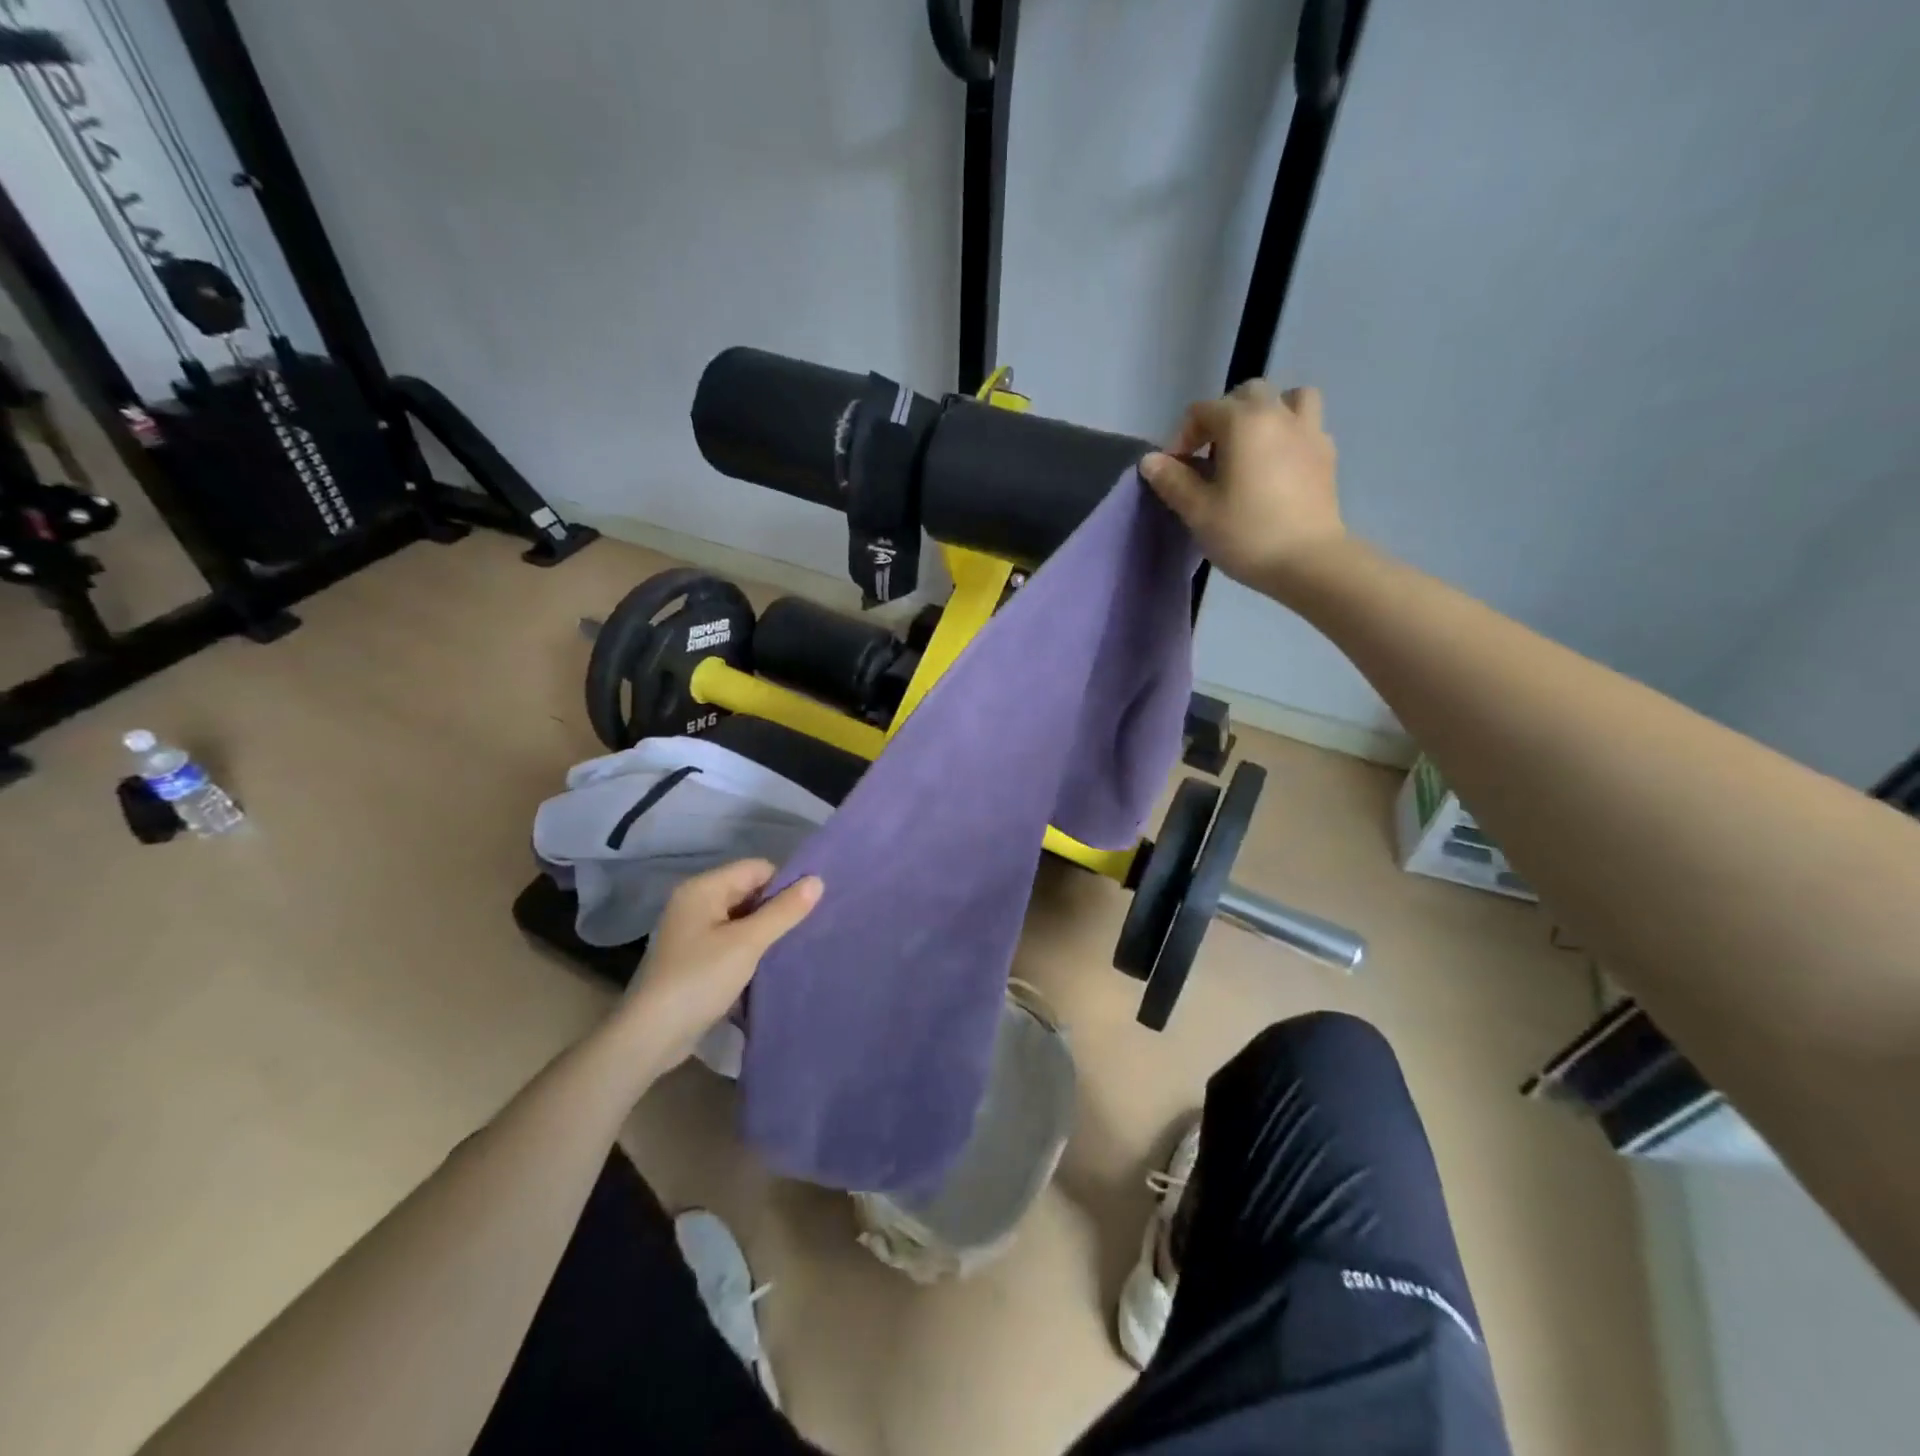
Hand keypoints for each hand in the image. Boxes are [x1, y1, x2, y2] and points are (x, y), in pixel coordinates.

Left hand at [612, 860, 821, 1073]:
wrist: (651, 1036)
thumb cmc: (699, 979)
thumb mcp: (748, 943)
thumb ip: (784, 911)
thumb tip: (818, 880)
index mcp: (703, 888)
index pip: (756, 868)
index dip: (784, 884)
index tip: (809, 909)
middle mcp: (695, 902)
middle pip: (748, 890)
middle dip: (776, 907)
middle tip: (806, 928)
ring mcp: (692, 931)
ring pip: (741, 917)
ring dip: (765, 930)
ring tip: (792, 946)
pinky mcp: (694, 957)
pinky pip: (731, 939)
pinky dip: (750, 947)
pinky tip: (768, 963)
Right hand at [1139, 380, 1344, 591]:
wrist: (1308, 561)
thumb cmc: (1246, 534)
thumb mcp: (1198, 511)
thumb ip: (1172, 480)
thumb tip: (1150, 460)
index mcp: (1243, 422)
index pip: (1201, 411)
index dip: (1181, 439)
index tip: (1175, 473)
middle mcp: (1279, 414)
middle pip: (1246, 394)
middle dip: (1222, 418)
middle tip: (1210, 457)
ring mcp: (1309, 431)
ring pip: (1289, 398)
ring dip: (1267, 413)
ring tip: (1252, 448)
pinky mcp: (1327, 454)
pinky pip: (1306, 426)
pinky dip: (1289, 434)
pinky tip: (1277, 467)